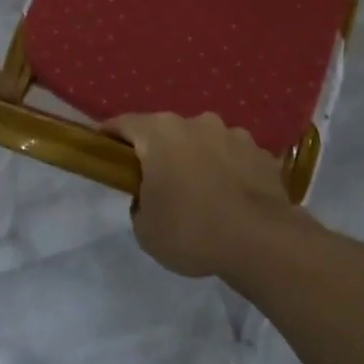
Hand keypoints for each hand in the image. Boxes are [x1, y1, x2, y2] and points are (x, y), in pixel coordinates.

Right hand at [106, 113, 291, 277]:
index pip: (124, 123)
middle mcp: (197, 123)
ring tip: (202, 195)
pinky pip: (234, 159)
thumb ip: (141, 203)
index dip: (110, 135)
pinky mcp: (261, 153)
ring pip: (204, 142)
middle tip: (157, 182)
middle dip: (160, 152)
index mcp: (160, 134)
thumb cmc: (191, 231)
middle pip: (168, 132)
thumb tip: (153, 196)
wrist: (261, 240)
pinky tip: (231, 200)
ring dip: (198, 160)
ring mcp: (233, 134)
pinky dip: (228, 172)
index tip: (102, 147)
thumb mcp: (145, 229)